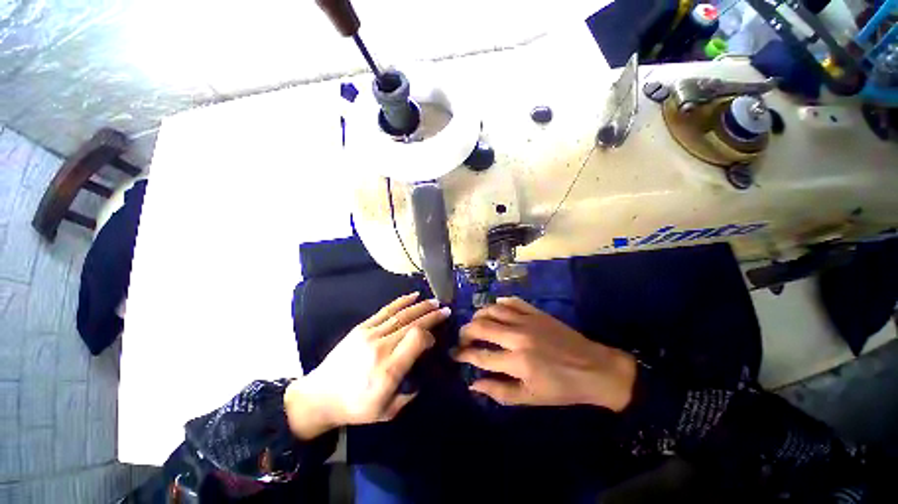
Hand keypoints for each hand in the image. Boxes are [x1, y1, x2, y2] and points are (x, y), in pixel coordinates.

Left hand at [285, 292, 449, 438]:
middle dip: (431, 315)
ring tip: (434, 301)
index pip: (417, 340)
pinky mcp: (361, 328)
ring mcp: (370, 335)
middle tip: (445, 310)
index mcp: (389, 369)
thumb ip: (409, 395)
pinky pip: (385, 311)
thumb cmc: (355, 407)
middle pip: (412, 324)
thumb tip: (423, 376)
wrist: (319, 397)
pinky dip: (401, 302)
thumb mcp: (386, 412)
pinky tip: (413, 296)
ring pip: (401, 315)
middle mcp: (381, 348)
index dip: (429, 335)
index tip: (434, 339)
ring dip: (420, 306)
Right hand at [453, 297, 635, 410]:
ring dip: (479, 315)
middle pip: (481, 327)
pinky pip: (512, 301)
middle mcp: (518, 336)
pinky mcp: (536, 312)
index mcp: (517, 361)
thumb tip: (474, 384)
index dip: (463, 355)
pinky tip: (495, 309)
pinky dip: (499, 303)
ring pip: (493, 310)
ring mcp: (527, 320)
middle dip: (465, 332)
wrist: (595, 369)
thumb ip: (499, 392)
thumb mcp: (530, 398)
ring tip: (475, 323)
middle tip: (462, 338)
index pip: (480, 355)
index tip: (454, 354)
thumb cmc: (562, 388)